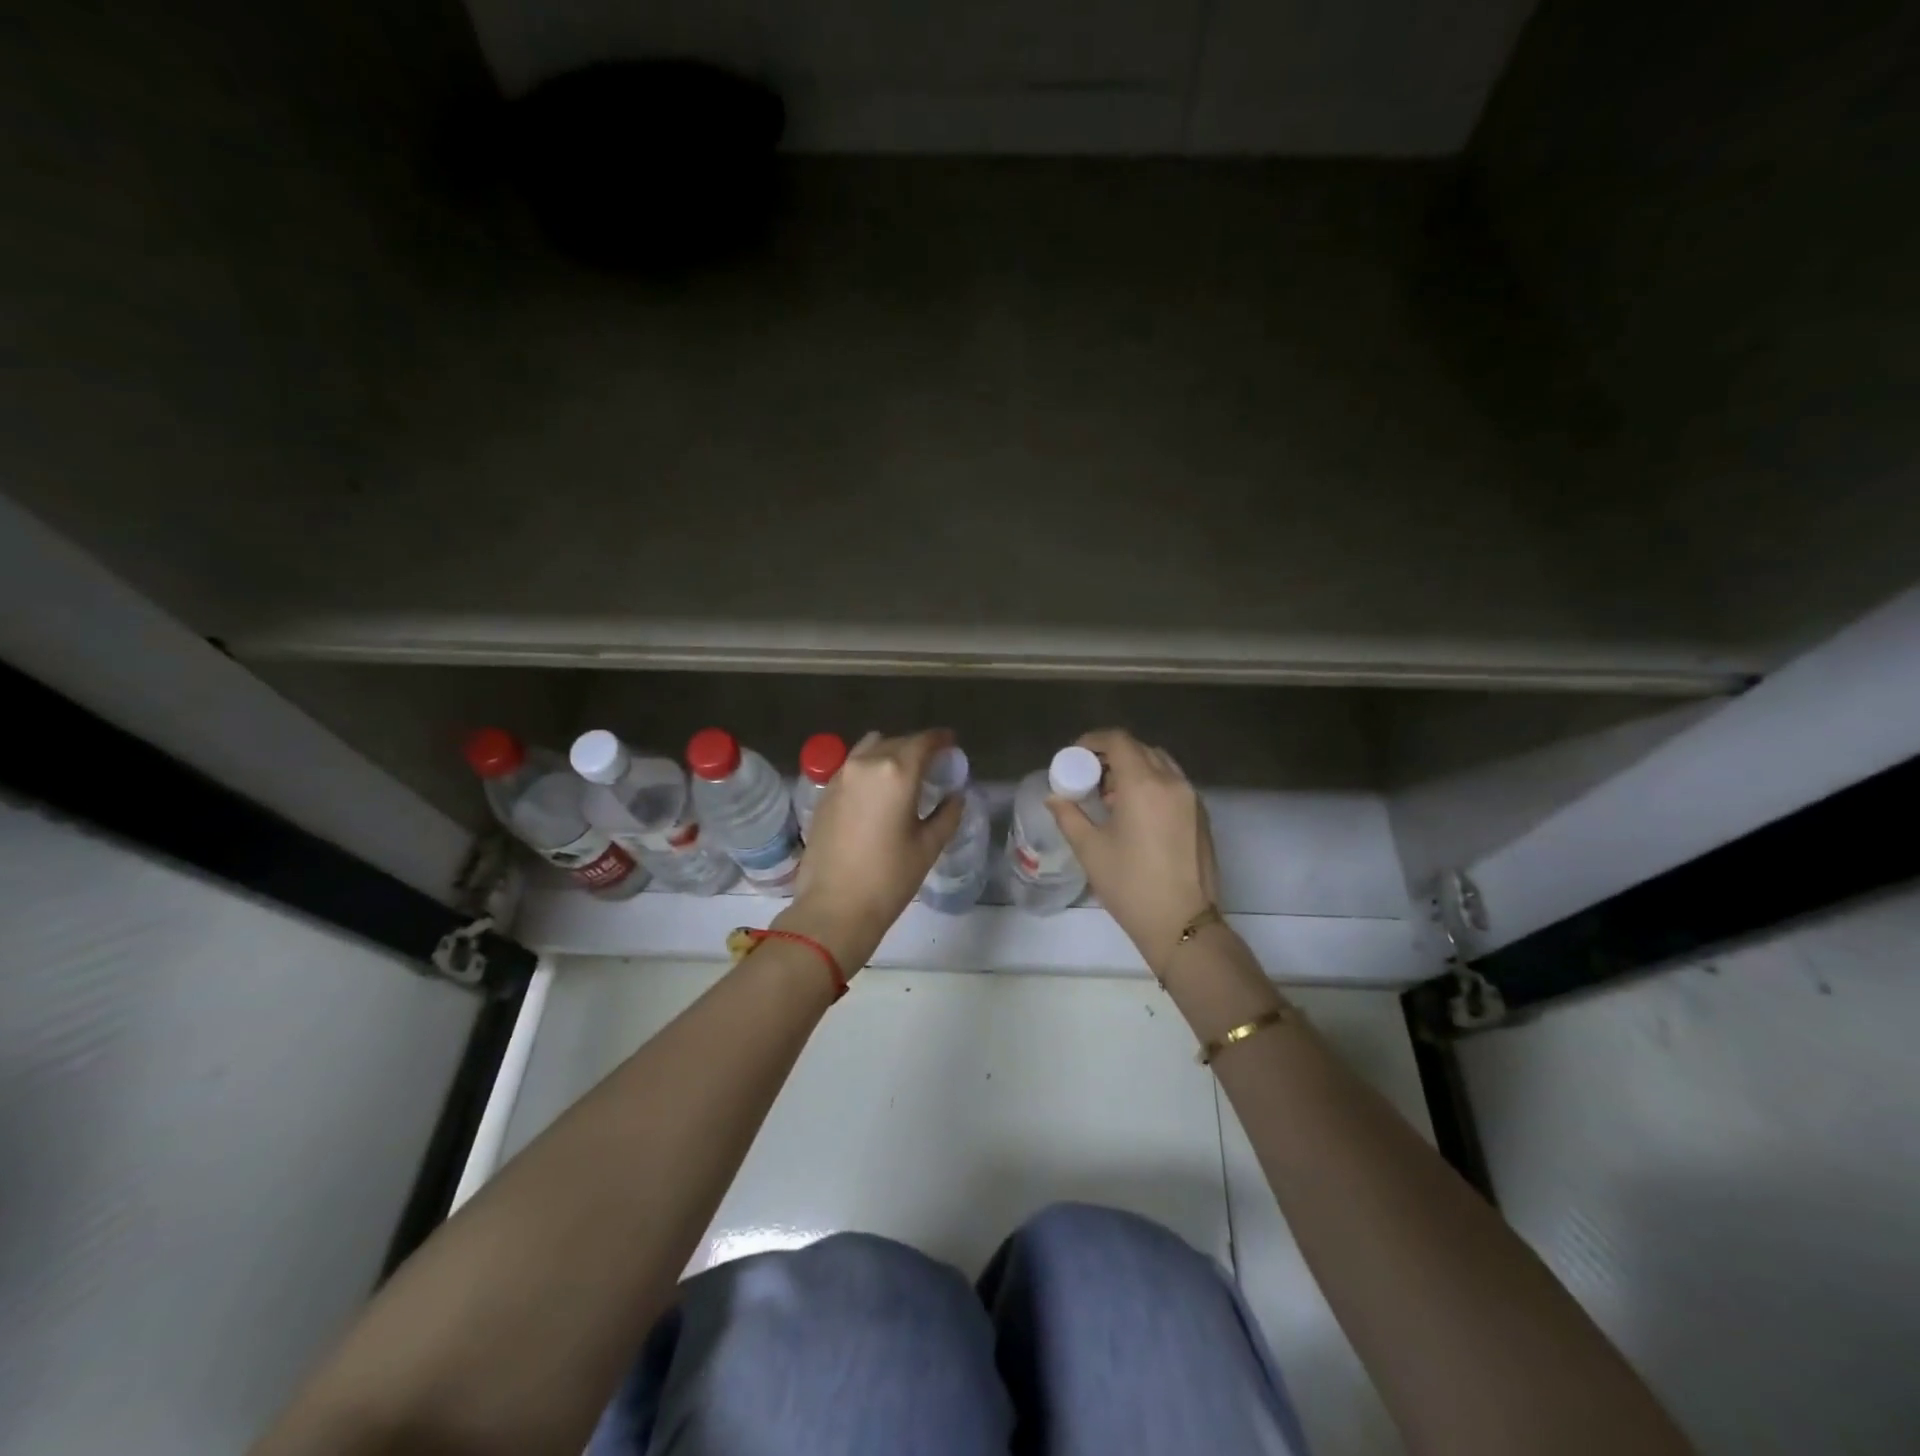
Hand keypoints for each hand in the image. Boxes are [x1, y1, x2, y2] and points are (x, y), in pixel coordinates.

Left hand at [779, 729, 962, 970]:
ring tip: (903, 773)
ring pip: (870, 749)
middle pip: (897, 742)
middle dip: (916, 748)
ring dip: (890, 753)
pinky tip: (877, 790)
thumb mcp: (928, 846)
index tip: (951, 743)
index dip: (941, 739)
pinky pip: (852, 766)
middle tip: (932, 764)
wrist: (834, 907)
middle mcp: (866, 764)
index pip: (923, 742)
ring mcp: (840, 776)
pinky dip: (869, 768)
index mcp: (897, 772)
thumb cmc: (889, 878)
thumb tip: (955, 796)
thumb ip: (947, 814)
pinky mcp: (825, 793)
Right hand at [1048, 729, 1218, 973]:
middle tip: (1090, 776)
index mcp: (1143, 784)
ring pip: (1161, 764)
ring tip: (1112, 796)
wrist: (1182, 923)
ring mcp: (1192, 798)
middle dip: (1113, 755)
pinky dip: (1153, 784)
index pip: (1119, 741)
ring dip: (1135, 768)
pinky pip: (1174, 784)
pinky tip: (1136, 813)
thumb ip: (1069, 816)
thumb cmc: (1130, 884)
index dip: (1094, 741)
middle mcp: (1172, 782)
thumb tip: (1054, 797)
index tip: (1075, 756)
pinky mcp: (1201, 816)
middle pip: (1141, 749)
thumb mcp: (1090, 849)